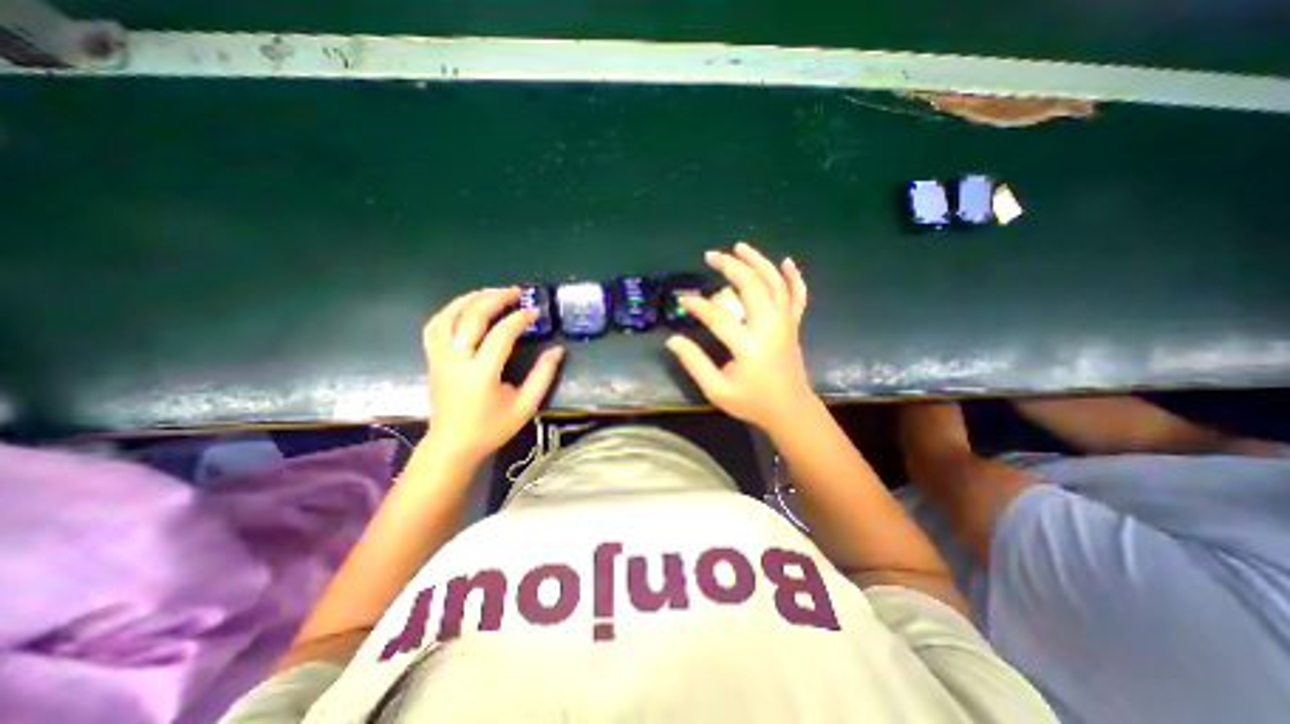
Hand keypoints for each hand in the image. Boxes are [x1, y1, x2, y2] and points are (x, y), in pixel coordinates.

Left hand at [424, 289, 564, 464]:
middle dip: (495, 298)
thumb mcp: (526, 405)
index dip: (519, 319)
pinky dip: (450, 310)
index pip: (501, 334)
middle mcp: (457, 360)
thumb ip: (543, 375)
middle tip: (516, 292)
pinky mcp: (432, 359)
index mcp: (482, 373)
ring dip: (470, 298)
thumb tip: (558, 350)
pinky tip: (466, 306)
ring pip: (448, 316)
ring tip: (491, 292)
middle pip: (472, 317)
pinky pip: (434, 326)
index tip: (534, 312)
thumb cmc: (492, 427)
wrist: (453, 444)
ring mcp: (440, 358)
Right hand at [665, 240, 813, 433]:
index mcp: (749, 346)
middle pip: (752, 286)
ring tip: (740, 247)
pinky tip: (786, 261)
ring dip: (758, 261)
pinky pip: (798, 295)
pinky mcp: (794, 325)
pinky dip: (793, 277)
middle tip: (711, 255)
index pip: (718, 317)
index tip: (682, 298)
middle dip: (730, 266)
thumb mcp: (717, 390)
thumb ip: (694, 363)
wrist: (789, 410)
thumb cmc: (751, 402)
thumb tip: (672, 340)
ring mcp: (786, 323)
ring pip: (775, 283)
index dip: (698, 305)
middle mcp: (770, 328)